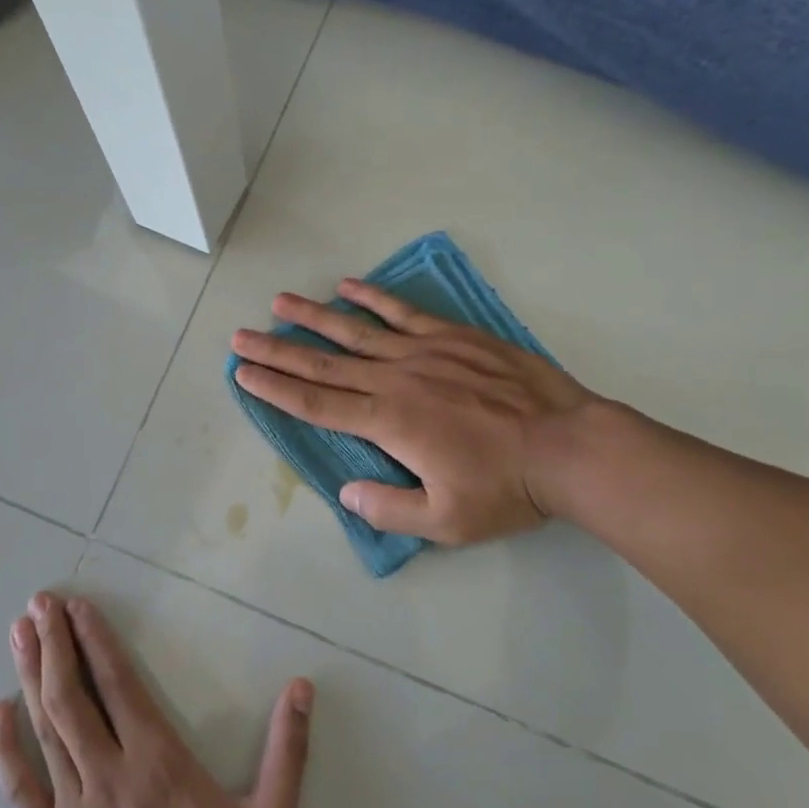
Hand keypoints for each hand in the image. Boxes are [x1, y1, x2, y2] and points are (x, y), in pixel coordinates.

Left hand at [0, 593, 312, 807]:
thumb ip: (287, 753)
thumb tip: (303, 687)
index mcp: (158, 763)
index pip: (119, 685)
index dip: (96, 641)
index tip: (77, 606)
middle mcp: (109, 776)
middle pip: (73, 697)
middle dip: (54, 644)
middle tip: (37, 603)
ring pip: (46, 730)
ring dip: (30, 676)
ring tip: (17, 633)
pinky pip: (20, 791)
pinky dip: (5, 749)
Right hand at [231, 278, 596, 544]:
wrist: (567, 446)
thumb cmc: (505, 488)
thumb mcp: (445, 522)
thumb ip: (389, 508)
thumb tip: (347, 492)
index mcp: (389, 422)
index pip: (317, 404)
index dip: (276, 389)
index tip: (243, 373)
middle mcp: (396, 380)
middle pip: (324, 365)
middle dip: (278, 352)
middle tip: (241, 337)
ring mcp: (424, 352)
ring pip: (356, 331)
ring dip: (313, 317)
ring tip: (280, 302)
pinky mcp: (452, 336)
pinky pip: (404, 312)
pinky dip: (374, 297)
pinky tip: (349, 285)